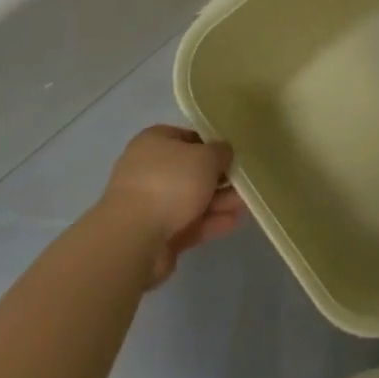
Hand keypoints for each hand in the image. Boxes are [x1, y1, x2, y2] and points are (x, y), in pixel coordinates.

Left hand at [101, 126, 243, 286]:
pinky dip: (209, 222)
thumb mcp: (205, 157)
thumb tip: (224, 152)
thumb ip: (220, 152)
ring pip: (192, 199)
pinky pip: (188, 224)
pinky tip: (233, 223)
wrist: (133, 240)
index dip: (212, 144)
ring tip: (246, 204)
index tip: (234, 153)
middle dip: (219, 178)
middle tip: (244, 181)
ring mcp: (150, 205)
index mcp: (154, 142)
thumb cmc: (169, 183)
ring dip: (218, 201)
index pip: (188, 137)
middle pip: (191, 171)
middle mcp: (149, 170)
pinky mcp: (155, 236)